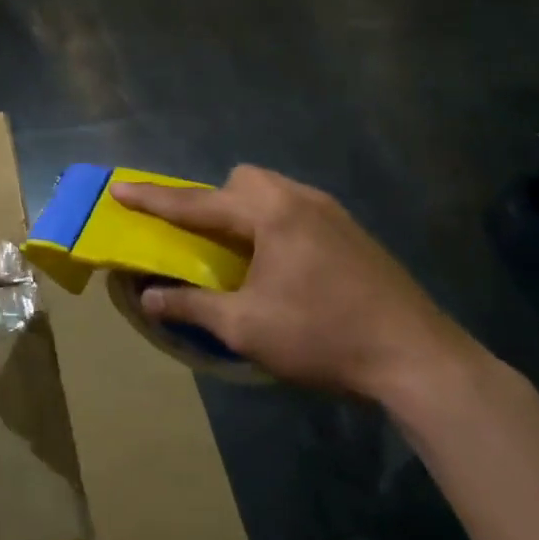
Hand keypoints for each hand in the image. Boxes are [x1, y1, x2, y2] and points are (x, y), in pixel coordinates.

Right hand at [111, 167, 473, 400]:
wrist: (419, 358)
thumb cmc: (323, 337)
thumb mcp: (247, 328)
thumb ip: (192, 306)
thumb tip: (148, 297)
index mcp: (269, 214)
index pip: (197, 203)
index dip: (154, 199)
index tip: (119, 188)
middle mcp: (299, 198)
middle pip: (242, 181)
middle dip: (214, 200)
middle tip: (205, 239)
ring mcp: (332, 212)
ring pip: (273, 191)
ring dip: (246, 211)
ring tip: (243, 253)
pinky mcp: (352, 231)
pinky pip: (297, 208)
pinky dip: (274, 224)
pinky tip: (284, 265)